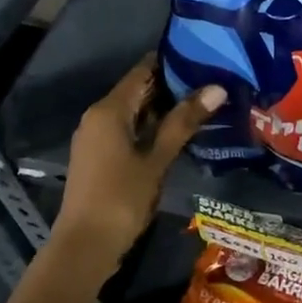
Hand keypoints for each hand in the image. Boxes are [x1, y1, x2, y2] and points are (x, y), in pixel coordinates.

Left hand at [49, 54, 224, 283]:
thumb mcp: (157, 159)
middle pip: (138, 90)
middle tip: (213, 81)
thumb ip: (184, 122)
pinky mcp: (99, 156)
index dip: (171, 61)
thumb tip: (217, 88)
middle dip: (172, 86)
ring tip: (203, 103)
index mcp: (109, 110)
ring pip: (134, 111)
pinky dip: (151, 126)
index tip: (204, 56)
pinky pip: (128, 129)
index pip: (142, 71)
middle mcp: (98, 116)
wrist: (85, 247)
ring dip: (164, 108)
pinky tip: (179, 133)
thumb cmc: (121, 198)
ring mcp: (96, 137)